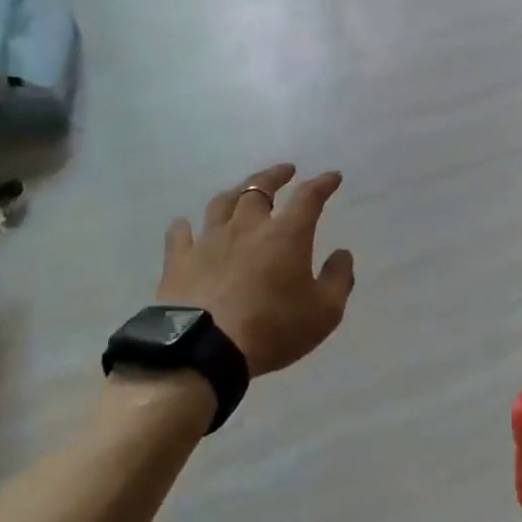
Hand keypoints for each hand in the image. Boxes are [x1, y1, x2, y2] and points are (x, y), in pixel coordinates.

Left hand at [155, 164, 355, 378]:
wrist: (204, 350)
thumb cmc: (273, 328)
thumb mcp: (324, 312)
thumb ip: (338, 279)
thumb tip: (342, 254)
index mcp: (286, 234)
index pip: (309, 197)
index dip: (323, 183)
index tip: (332, 177)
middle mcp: (247, 227)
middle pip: (259, 188)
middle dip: (275, 175)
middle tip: (285, 170)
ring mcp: (209, 240)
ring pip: (221, 203)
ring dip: (235, 193)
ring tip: (242, 192)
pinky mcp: (179, 260)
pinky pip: (180, 233)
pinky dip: (186, 226)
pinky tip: (186, 225)